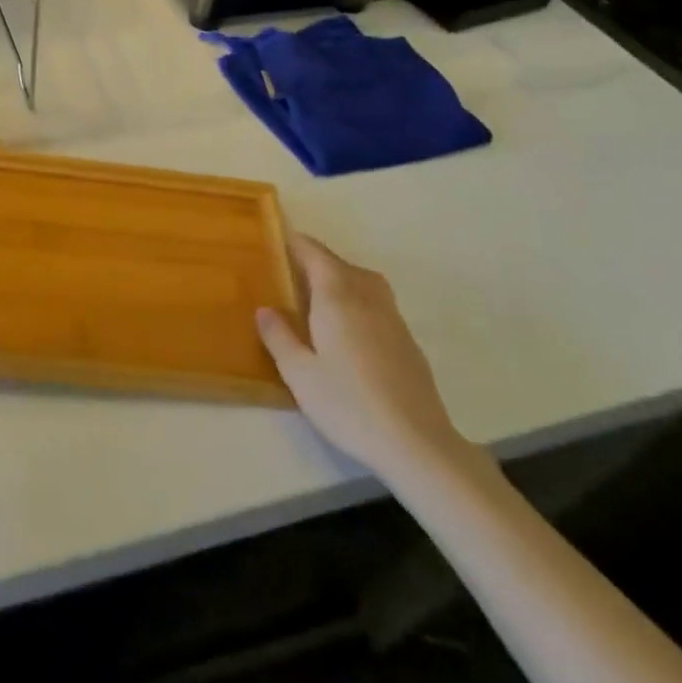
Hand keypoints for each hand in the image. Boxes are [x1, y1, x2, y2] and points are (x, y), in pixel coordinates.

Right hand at [257, 234, 467, 477]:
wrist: (416, 443)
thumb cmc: (348, 404)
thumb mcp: (299, 373)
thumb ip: (279, 337)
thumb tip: (265, 309)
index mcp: (337, 297)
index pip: (315, 254)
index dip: (296, 244)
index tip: (277, 239)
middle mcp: (366, 298)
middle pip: (340, 265)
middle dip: (315, 261)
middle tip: (289, 272)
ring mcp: (392, 318)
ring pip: (364, 282)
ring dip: (340, 278)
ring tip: (319, 295)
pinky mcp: (407, 341)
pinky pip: (377, 303)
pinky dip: (358, 300)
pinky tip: (348, 329)